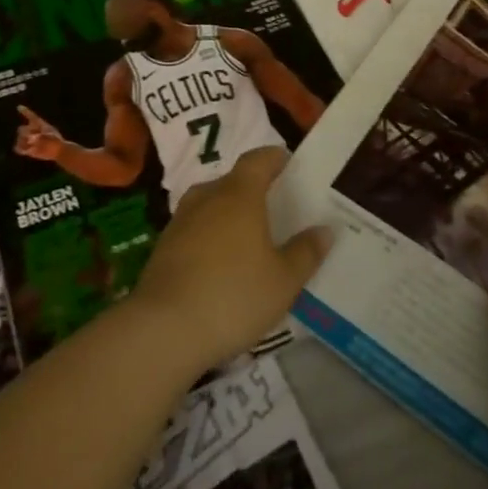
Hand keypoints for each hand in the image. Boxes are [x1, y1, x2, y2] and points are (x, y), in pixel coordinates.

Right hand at [14, 107, 65, 161]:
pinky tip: (27, 150)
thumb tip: (30, 139)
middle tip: (35, 138)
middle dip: (26, 133)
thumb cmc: (55, 140)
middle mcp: (32, 130)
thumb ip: (39, 135)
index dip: (25, 111)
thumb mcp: (49, 135)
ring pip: (19, 138)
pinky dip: (20, 149)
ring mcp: (28, 139)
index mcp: (39, 124)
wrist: (57, 150)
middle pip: (21, 129)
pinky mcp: (27, 149)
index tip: (19, 107)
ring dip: (24, 142)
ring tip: (33, 145)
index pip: (30, 116)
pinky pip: (17, 148)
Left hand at [129, 149, 330, 374]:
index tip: (288, 163)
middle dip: (252, 189)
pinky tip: (219, 265)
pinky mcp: (163, 250)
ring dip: (227, 214)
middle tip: (273, 207)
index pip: (257, 159)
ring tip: (246, 236)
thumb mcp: (283, 281)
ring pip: (209, 205)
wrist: (164, 330)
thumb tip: (325, 229)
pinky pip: (194, 231)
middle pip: (232, 181)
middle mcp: (208, 198)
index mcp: (239, 194)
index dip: (273, 158)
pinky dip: (208, 238)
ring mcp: (180, 222)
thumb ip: (305, 252)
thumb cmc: (234, 295)